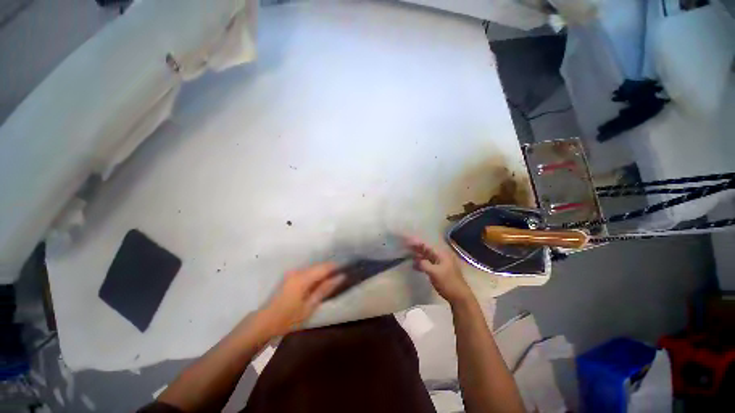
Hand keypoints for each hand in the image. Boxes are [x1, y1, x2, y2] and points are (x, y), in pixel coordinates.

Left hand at [258, 263, 344, 336]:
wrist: (264, 322)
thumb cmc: (288, 318)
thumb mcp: (309, 306)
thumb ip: (325, 289)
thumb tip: (340, 277)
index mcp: (302, 278)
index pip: (324, 267)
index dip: (336, 267)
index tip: (347, 269)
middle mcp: (298, 271)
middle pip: (319, 266)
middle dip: (331, 270)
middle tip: (341, 277)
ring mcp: (293, 273)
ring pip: (314, 268)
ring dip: (323, 273)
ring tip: (333, 280)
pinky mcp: (290, 276)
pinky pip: (307, 272)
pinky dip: (316, 275)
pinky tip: (320, 283)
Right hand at [405, 237, 472, 304]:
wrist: (460, 297)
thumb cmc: (448, 283)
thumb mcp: (434, 272)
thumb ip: (424, 264)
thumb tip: (416, 260)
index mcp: (441, 255)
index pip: (427, 246)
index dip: (417, 243)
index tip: (408, 241)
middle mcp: (442, 257)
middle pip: (427, 251)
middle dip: (417, 249)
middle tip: (406, 246)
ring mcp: (442, 264)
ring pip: (428, 257)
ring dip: (419, 256)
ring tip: (409, 255)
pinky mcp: (441, 271)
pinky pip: (429, 264)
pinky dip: (422, 264)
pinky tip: (416, 266)